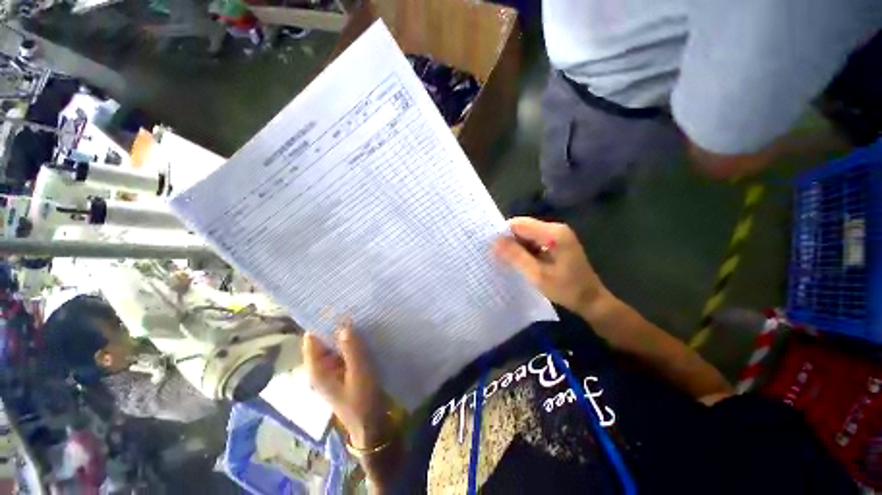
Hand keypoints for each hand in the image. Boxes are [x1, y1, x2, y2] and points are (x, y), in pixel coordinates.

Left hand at [303, 320, 389, 448]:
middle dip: (336, 325)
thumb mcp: (360, 374)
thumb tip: (344, 325)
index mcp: (317, 370)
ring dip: (345, 333)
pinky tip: (364, 333)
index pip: (312, 339)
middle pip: (323, 340)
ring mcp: (332, 370)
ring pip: (335, 344)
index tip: (336, 307)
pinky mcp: (343, 370)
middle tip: (352, 308)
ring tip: (360, 315)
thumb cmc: (363, 402)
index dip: (322, 322)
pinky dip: (351, 341)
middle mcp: (320, 368)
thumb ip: (352, 350)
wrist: (371, 425)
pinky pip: (344, 351)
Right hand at [493, 217, 606, 314]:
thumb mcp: (537, 274)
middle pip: (523, 227)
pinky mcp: (556, 243)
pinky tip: (517, 261)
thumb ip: (515, 256)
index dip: (503, 233)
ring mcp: (557, 235)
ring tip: (504, 260)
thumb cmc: (566, 289)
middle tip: (495, 255)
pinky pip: (534, 241)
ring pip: (527, 234)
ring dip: (515, 245)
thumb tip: (494, 242)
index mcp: (553, 233)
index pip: (519, 224)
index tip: (491, 248)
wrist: (591, 301)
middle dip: (508, 240)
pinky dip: (524, 249)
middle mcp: (555, 229)